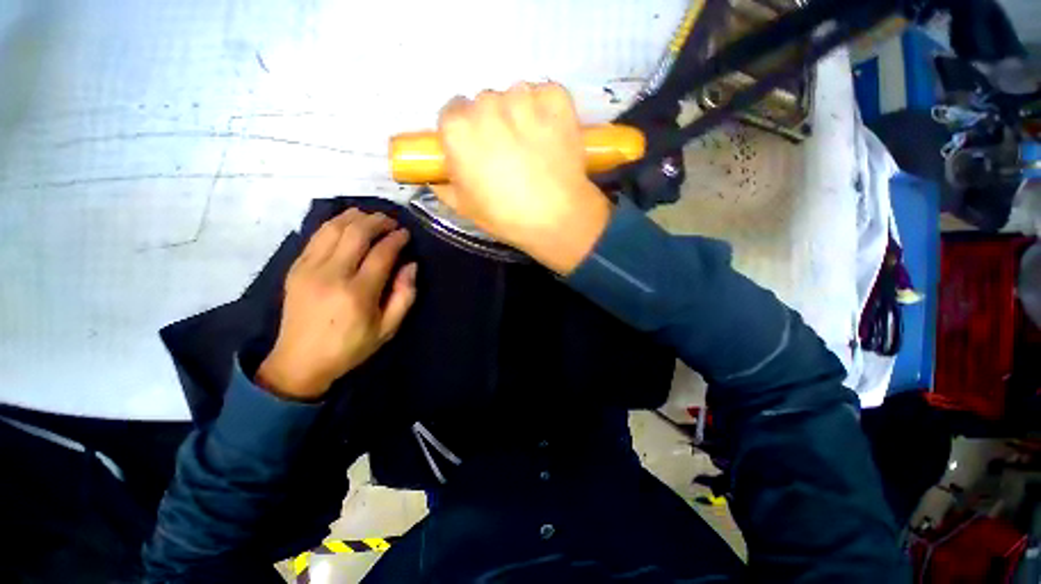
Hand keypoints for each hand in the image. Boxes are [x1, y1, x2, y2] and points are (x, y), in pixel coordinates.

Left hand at [256, 210, 417, 399]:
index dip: (396, 239)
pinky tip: (347, 223)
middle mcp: (332, 274)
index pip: (381, 253)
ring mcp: (309, 268)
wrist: (299, 361)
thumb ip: (404, 295)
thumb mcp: (388, 328)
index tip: (406, 234)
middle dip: (377, 221)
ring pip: (334, 228)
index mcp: (358, 293)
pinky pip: (316, 235)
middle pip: (356, 233)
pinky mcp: (295, 268)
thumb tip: (410, 265)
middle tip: (391, 221)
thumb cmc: (350, 347)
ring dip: (355, 217)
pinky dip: (334, 224)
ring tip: (371, 217)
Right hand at [434, 82, 611, 273]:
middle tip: (507, 152)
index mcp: (458, 129)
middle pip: (483, 103)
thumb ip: (442, 184)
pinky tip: (551, 135)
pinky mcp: (556, 98)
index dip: (464, 133)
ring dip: (519, 114)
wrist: (557, 217)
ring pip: (515, 96)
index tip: (477, 150)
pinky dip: (547, 109)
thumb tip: (435, 173)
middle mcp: (486, 104)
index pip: (451, 114)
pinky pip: (545, 94)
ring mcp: (523, 97)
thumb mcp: (464, 207)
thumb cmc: (506, 216)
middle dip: (491, 123)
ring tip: (533, 147)